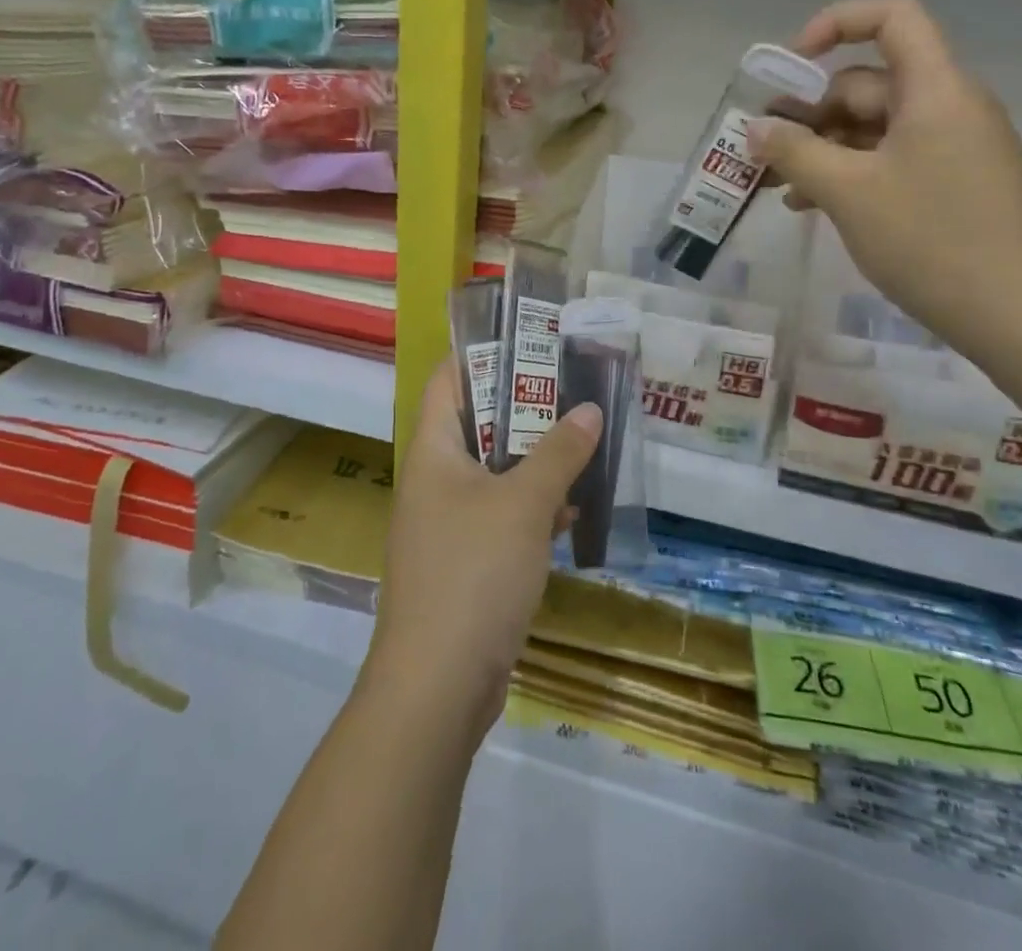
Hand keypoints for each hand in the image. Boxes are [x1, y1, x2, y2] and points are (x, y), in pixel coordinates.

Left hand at [363, 360, 601, 739]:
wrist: (438, 685)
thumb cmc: (473, 573)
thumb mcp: (523, 504)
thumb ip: (558, 453)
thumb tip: (589, 410)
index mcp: (432, 451)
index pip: (448, 379)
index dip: (482, 353)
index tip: (529, 337)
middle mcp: (435, 478)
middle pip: (478, 423)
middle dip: (525, 406)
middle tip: (573, 385)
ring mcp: (449, 522)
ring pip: (496, 471)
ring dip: (536, 458)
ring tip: (584, 436)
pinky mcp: (467, 560)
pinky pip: (503, 515)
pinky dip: (534, 506)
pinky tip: (574, 509)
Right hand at [748, 0, 1021, 359]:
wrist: (1017, 315)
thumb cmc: (930, 239)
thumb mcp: (848, 192)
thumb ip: (795, 152)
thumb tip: (755, 128)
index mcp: (934, 89)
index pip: (891, 18)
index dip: (836, 23)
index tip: (790, 64)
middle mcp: (947, 106)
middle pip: (869, 82)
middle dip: (810, 109)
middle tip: (762, 147)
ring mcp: (951, 147)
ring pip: (872, 128)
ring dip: (821, 148)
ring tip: (777, 185)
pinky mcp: (950, 183)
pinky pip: (888, 160)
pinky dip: (848, 173)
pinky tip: (809, 206)